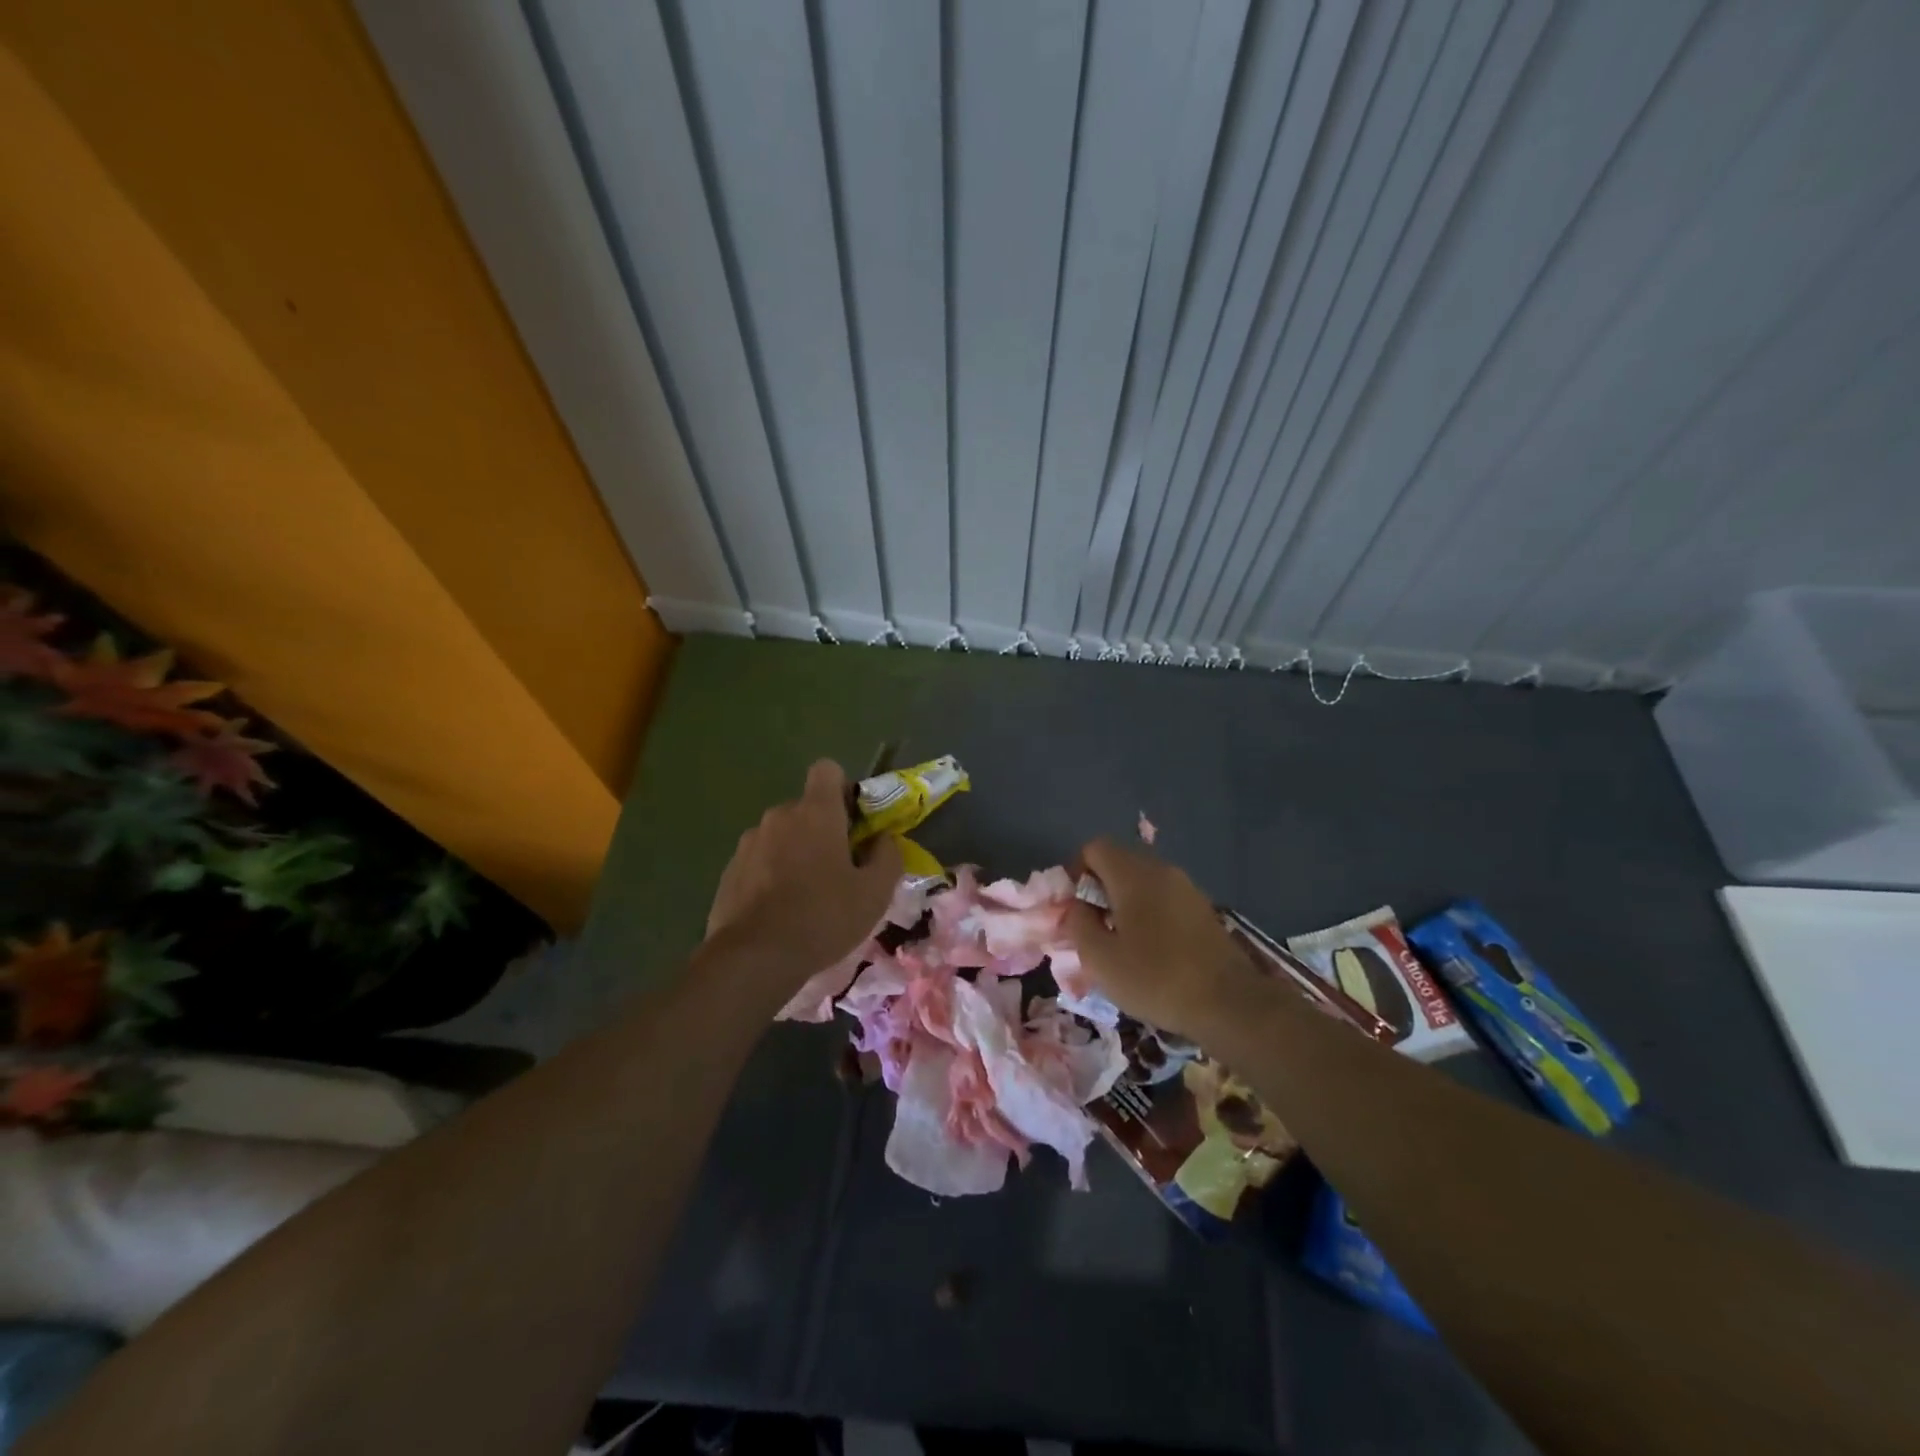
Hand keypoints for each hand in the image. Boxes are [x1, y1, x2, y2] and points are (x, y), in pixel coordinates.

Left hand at [705, 760, 902, 990]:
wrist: (753, 959)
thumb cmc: (823, 917)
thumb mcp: (875, 893)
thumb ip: (887, 857)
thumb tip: (883, 839)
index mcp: (815, 812)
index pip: (827, 770)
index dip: (843, 790)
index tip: (854, 823)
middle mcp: (779, 816)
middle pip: (806, 808)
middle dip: (823, 830)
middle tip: (839, 870)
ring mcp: (749, 843)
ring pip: (782, 836)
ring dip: (796, 854)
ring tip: (807, 897)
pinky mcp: (729, 871)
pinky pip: (760, 861)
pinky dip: (771, 876)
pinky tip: (780, 912)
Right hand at [1064, 838, 1260, 1039]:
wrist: (1230, 1003)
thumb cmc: (1156, 978)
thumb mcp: (1100, 959)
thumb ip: (1078, 924)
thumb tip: (1078, 907)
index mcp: (1133, 874)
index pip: (1094, 848)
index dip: (1077, 872)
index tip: (1077, 908)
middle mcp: (1161, 870)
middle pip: (1119, 863)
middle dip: (1100, 889)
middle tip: (1095, 929)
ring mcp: (1187, 887)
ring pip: (1142, 881)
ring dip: (1125, 903)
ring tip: (1122, 943)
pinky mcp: (1203, 908)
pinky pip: (1164, 897)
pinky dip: (1149, 913)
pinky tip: (1152, 951)